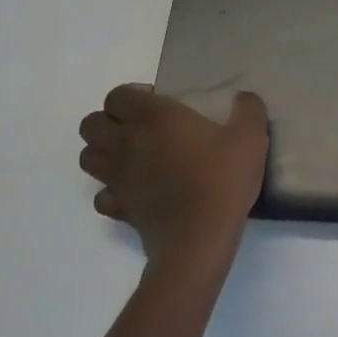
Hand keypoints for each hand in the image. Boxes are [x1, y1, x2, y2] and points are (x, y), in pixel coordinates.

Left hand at [78, 85, 269, 273]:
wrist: (199, 240)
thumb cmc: (221, 180)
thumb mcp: (250, 136)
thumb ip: (249, 109)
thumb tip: (244, 98)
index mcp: (153, 116)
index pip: (117, 95)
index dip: (132, 96)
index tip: (159, 103)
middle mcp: (126, 142)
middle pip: (90, 124)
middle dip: (108, 122)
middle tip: (140, 127)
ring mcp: (118, 178)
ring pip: (88, 157)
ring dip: (103, 153)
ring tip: (133, 156)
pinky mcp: (119, 209)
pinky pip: (101, 195)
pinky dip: (112, 190)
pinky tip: (135, 190)